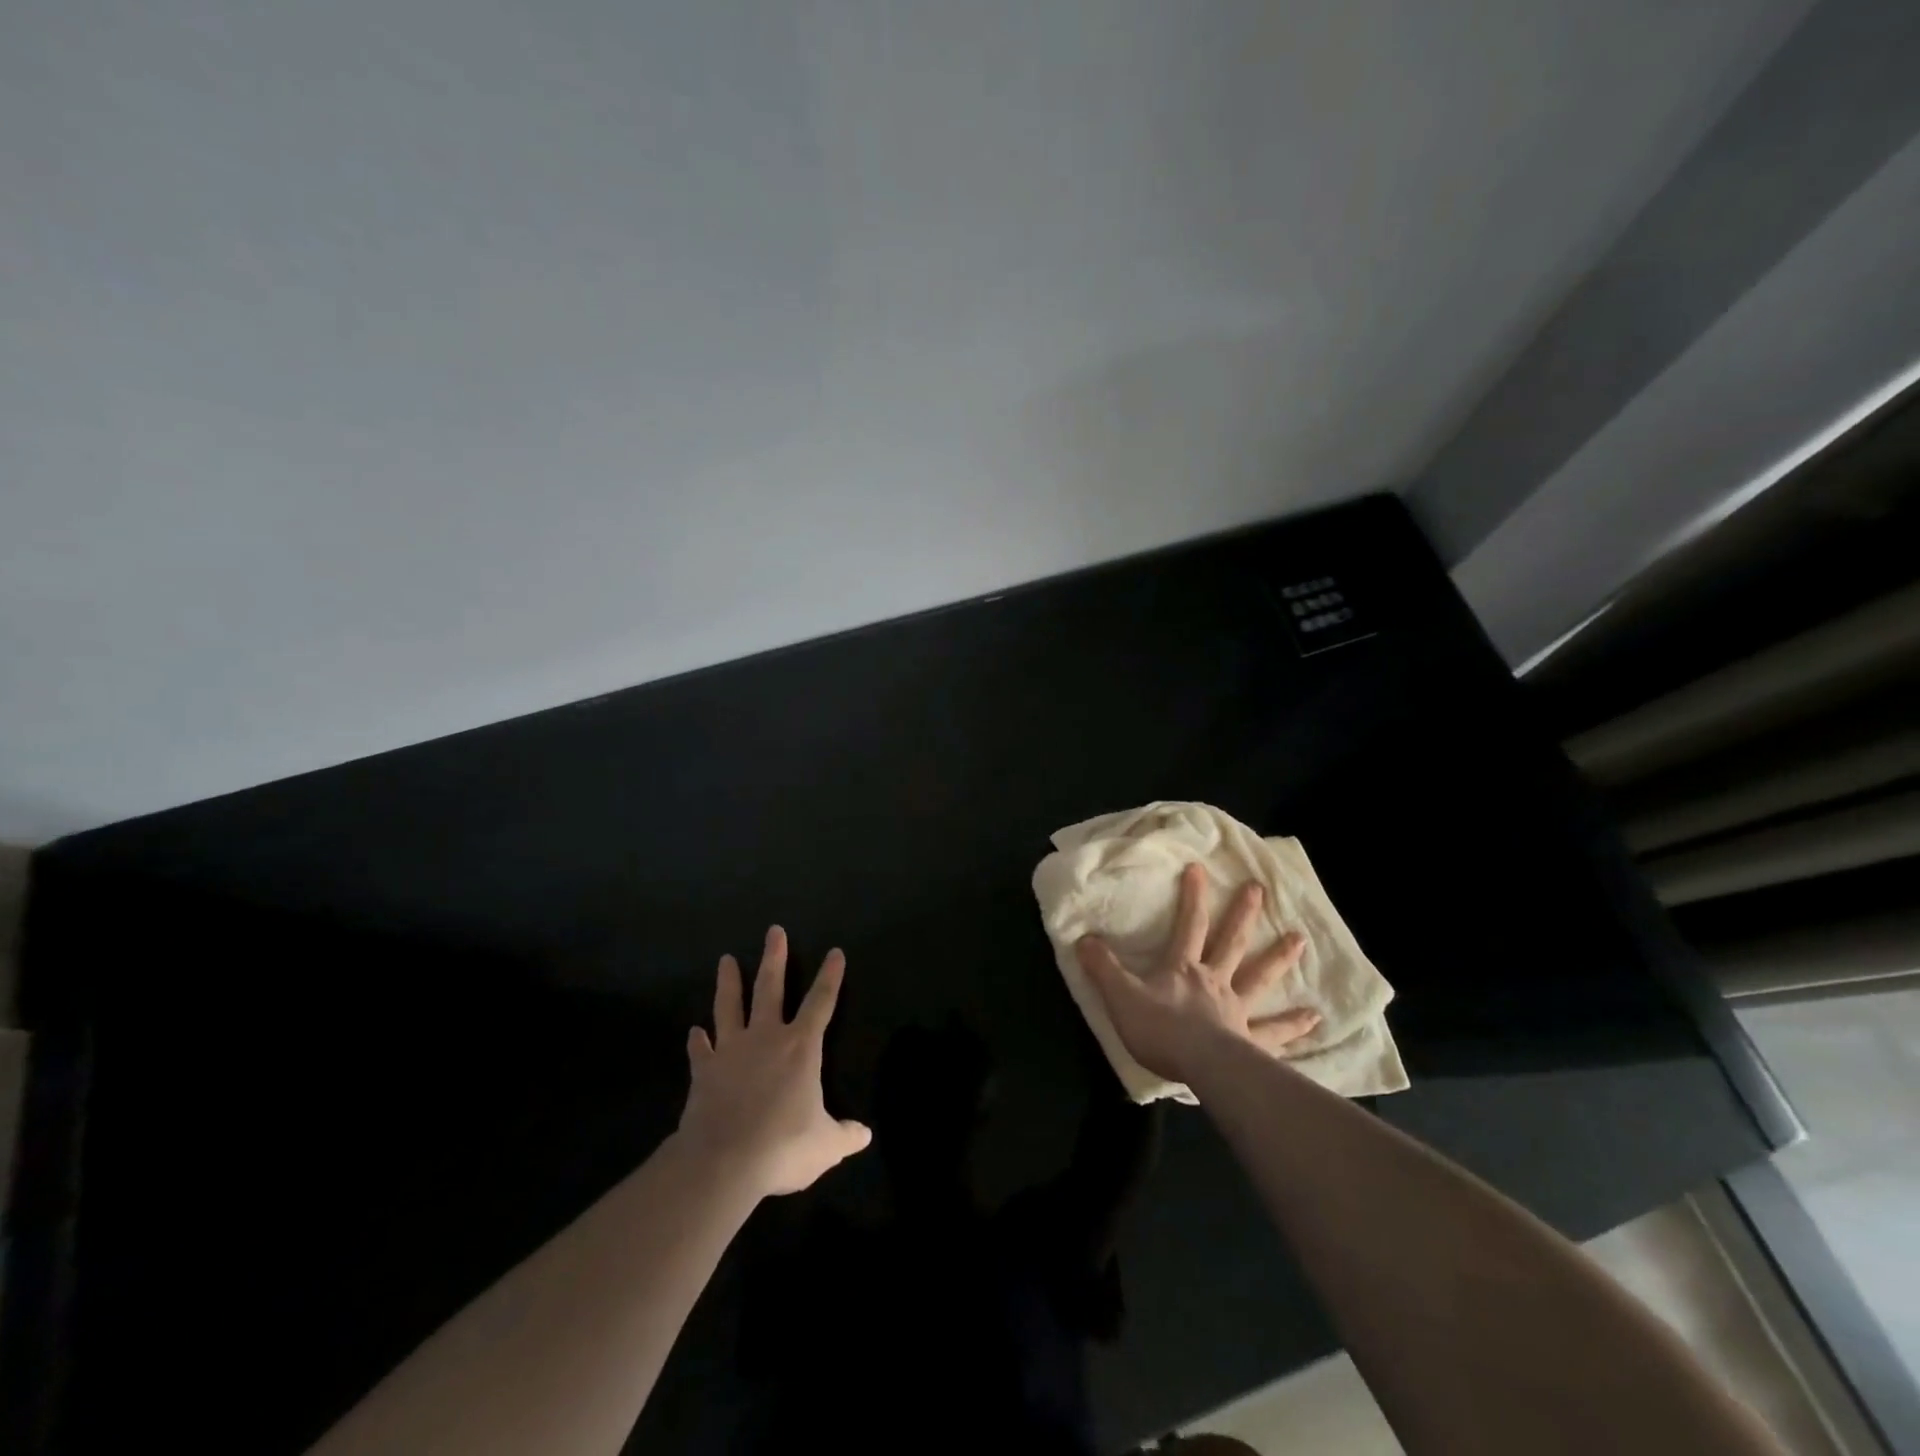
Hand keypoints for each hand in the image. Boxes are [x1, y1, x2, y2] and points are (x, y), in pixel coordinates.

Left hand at [678, 926, 871, 1196]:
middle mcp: (766, 1038)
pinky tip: (694, 1032)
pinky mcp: (704, 1071)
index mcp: (801, 1047)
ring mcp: (731, 1051)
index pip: (821, 1002)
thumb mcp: (825, 1145)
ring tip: (726, 960)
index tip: (835, 952)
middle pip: (771, 988)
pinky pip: (700, 1051)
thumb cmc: (782, 1146)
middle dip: (774, 958)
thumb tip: (865, 1135)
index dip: (830, 977)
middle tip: (773, 931)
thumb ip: (846, 1135)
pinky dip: (698, 1042)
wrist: (723, 1162)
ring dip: (729, 982)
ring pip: (730, 1007)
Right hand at [1075, 864, 1319, 1083]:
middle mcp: (1214, 982)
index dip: (1193, 896)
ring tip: (1300, 940)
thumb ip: (1103, 968)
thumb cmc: (1160, 1029)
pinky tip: (1315, 1019)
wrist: (1201, 1067)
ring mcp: (1236, 1010)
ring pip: (1260, 978)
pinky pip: (1275, 1033)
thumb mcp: (1121, 996)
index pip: (1189, 925)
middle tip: (1259, 889)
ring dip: (1279, 959)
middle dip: (1243, 914)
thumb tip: (1083, 939)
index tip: (1200, 868)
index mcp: (1183, 969)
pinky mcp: (1251, 1042)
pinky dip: (1294, 1026)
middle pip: (1231, 942)